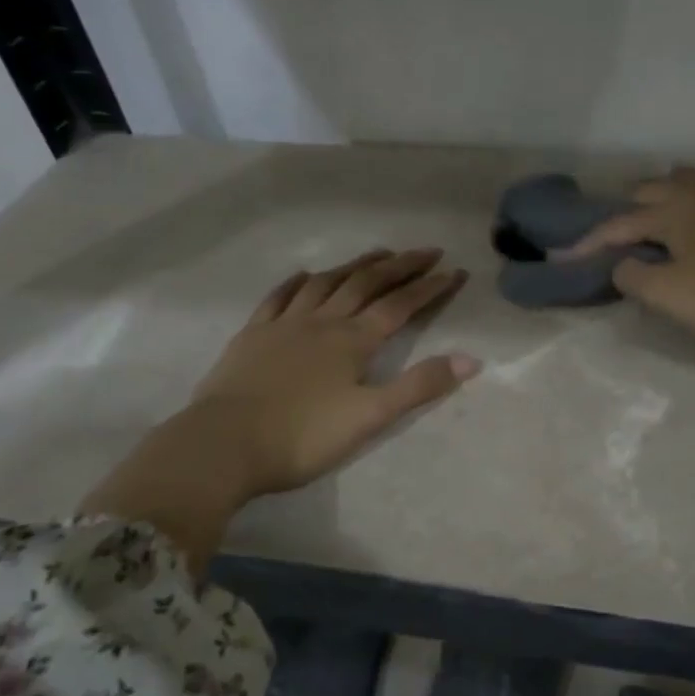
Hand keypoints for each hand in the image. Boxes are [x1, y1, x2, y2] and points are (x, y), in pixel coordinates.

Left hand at [80, 249, 477, 552]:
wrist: (223, 444)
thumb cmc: (302, 436)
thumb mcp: (370, 417)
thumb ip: (419, 387)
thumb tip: (471, 360)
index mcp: (352, 341)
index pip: (400, 306)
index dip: (430, 288)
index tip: (456, 272)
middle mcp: (322, 322)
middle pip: (366, 284)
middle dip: (400, 266)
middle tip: (427, 251)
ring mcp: (284, 324)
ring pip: (326, 283)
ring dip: (355, 265)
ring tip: (377, 254)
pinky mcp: (252, 335)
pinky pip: (279, 297)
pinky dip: (297, 282)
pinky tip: (305, 275)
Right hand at [562, 166, 694, 360]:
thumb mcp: (666, 295)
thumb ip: (632, 275)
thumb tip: (624, 265)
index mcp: (676, 208)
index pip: (619, 223)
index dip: (588, 243)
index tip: (562, 259)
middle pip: (653, 189)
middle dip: (626, 212)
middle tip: (612, 243)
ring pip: (685, 188)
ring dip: (661, 206)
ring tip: (651, 236)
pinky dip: (689, 216)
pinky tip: (692, 243)